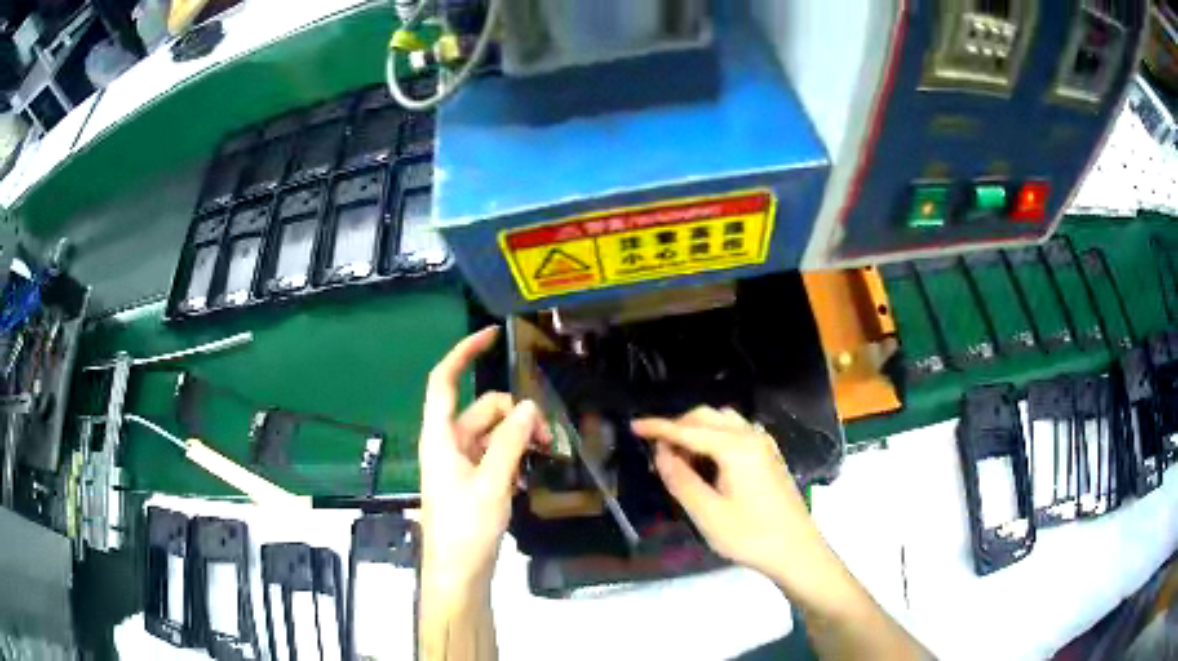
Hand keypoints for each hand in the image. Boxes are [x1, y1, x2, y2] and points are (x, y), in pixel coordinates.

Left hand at [419, 327, 545, 599]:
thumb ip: (510, 442)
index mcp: (441, 437)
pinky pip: (495, 454)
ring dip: (520, 437)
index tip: (492, 336)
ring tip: (547, 455)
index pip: (445, 382)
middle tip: (549, 438)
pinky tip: (530, 476)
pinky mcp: (473, 481)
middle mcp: (448, 444)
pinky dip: (514, 456)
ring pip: (494, 433)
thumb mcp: (492, 483)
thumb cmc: (466, 528)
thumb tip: (529, 407)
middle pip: (483, 409)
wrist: (458, 573)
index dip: (464, 353)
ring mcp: (461, 463)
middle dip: (516, 415)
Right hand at [632, 407, 832, 596]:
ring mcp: (763, 443)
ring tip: (680, 456)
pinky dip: (714, 435)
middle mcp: (750, 436)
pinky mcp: (769, 455)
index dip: (659, 427)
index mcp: (735, 447)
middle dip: (678, 426)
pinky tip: (708, 459)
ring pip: (722, 420)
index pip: (688, 430)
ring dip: (697, 430)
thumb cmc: (750, 535)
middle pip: (706, 417)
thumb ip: (680, 479)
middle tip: (656, 451)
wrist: (796, 550)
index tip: (633, 426)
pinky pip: (736, 430)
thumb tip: (661, 452)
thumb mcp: (707, 513)